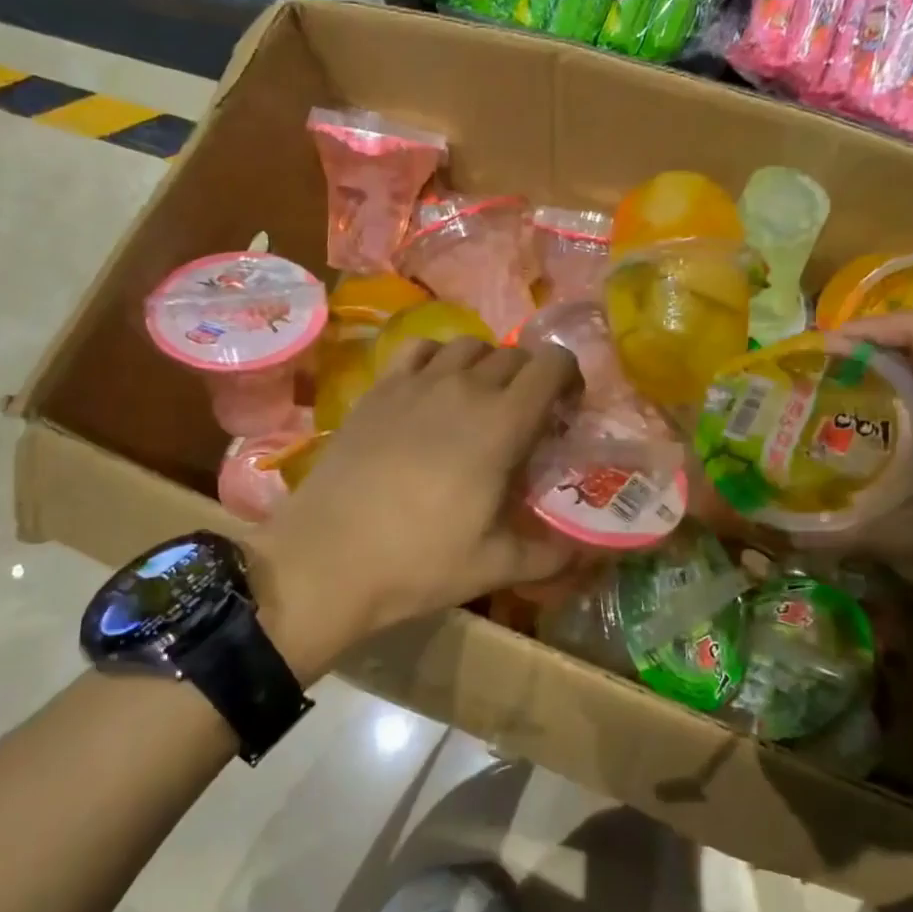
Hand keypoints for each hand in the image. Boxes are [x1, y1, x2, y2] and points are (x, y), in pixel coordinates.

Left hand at [247, 337, 581, 660]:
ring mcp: (416, 383)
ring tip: (481, 399)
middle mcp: (463, 388)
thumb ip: (551, 555)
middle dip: (531, 377)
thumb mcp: (495, 566)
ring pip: (467, 345)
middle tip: (527, 415)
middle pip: (512, 355)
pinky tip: (433, 388)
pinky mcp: (379, 390)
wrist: (326, 559)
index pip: (551, 366)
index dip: (568, 377)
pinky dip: (438, 358)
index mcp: (502, 423)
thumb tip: (585, 554)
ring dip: (486, 364)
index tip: (566, 408)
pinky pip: (419, 350)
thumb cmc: (419, 562)